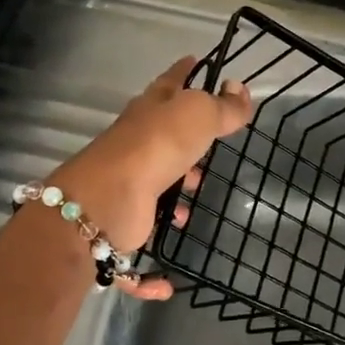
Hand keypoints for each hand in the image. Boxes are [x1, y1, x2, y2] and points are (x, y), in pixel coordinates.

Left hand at [50, 57, 252, 298]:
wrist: (104, 203)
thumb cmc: (155, 149)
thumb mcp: (197, 117)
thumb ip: (222, 107)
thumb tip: (240, 89)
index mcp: (151, 113)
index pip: (172, 83)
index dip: (186, 70)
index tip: (198, 61)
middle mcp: (136, 147)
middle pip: (162, 137)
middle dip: (185, 141)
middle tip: (209, 149)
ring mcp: (127, 187)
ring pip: (151, 188)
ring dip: (172, 197)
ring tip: (192, 206)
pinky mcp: (120, 229)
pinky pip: (135, 258)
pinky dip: (148, 275)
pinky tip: (167, 283)